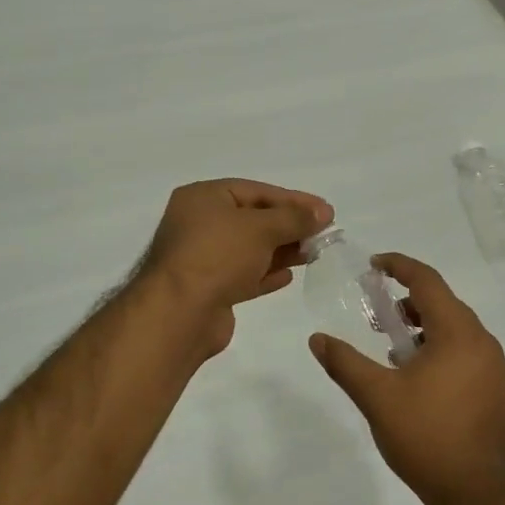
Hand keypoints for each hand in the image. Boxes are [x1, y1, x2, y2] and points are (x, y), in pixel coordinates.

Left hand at [140, 179, 332, 356]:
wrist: (179, 313)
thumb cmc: (218, 256)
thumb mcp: (261, 228)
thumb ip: (294, 218)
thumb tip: (323, 213)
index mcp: (203, 197)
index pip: (256, 191)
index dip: (293, 200)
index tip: (325, 211)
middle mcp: (198, 223)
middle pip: (253, 219)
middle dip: (288, 226)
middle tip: (323, 234)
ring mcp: (201, 258)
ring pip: (249, 248)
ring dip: (281, 250)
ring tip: (313, 254)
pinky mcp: (208, 289)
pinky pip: (242, 275)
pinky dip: (265, 273)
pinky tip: (288, 276)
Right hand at [309, 253, 504, 504]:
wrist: (485, 498)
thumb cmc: (429, 439)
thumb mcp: (378, 399)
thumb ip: (346, 364)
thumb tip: (317, 339)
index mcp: (458, 333)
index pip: (428, 281)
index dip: (400, 266)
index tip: (375, 265)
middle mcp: (484, 343)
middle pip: (445, 305)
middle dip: (410, 303)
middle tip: (381, 317)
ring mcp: (499, 370)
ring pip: (459, 333)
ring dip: (427, 330)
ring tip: (398, 354)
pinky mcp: (504, 395)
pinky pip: (471, 356)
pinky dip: (445, 352)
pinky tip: (425, 384)